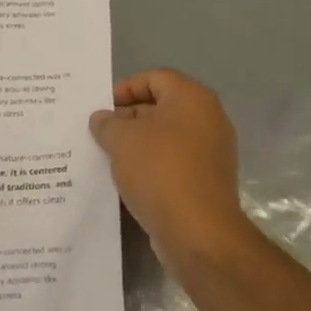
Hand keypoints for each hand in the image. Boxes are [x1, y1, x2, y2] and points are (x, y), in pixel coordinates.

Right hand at [89, 68, 256, 265]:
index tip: (101, 109)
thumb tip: (102, 118)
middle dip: (127, 118)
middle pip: (161, 106)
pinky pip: (173, 163)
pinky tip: (126, 180)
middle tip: (99, 134)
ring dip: (137, 144)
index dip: (124, 88)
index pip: (154, 77)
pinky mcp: (206, 181)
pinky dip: (150, 167)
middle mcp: (208, 119)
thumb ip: (107, 123)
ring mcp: (211, 152)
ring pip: (166, 138)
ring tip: (107, 157)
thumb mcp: (122, 140)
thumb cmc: (160, 171)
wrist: (198, 232)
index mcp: (193, 98)